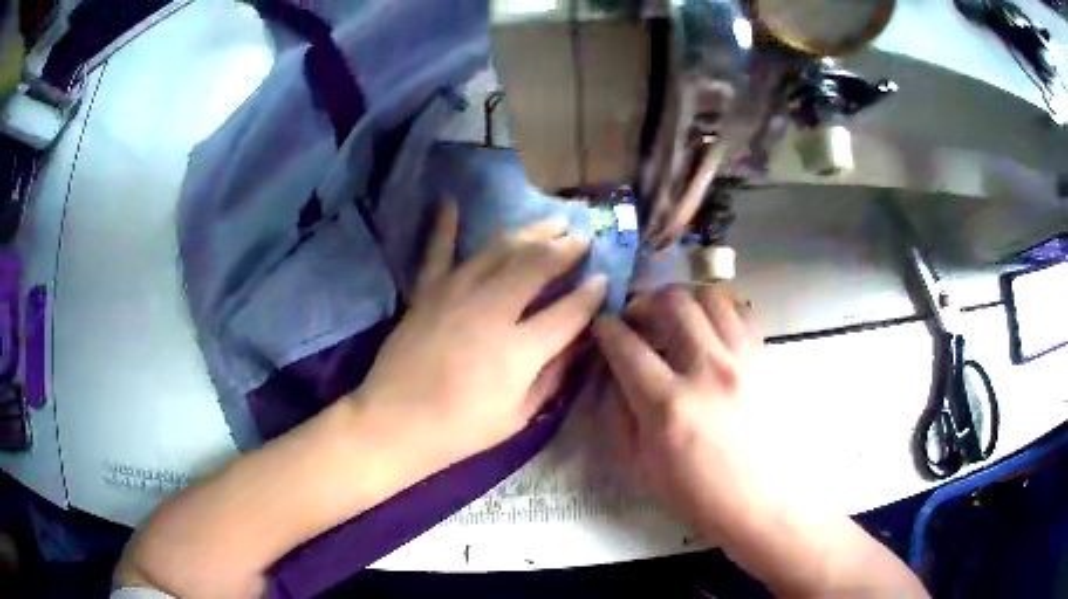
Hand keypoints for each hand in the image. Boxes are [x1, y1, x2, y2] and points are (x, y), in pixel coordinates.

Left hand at [357, 202, 607, 471]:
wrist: (394, 423)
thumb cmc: (461, 429)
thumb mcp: (519, 415)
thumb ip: (553, 375)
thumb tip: (580, 342)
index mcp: (519, 349)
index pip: (568, 311)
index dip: (591, 293)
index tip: (604, 279)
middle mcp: (491, 310)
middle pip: (536, 266)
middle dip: (566, 248)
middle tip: (583, 237)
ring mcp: (455, 294)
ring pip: (499, 250)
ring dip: (529, 232)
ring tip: (551, 220)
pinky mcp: (426, 292)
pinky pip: (437, 251)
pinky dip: (444, 226)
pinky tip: (451, 201)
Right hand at [594, 286, 766, 535]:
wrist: (758, 502)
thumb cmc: (695, 493)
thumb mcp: (639, 465)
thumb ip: (617, 414)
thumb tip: (611, 373)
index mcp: (667, 404)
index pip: (626, 345)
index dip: (606, 329)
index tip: (603, 327)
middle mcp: (706, 370)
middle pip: (672, 303)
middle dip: (645, 301)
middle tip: (639, 318)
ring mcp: (741, 360)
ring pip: (710, 296)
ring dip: (684, 299)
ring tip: (675, 318)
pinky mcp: (763, 360)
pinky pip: (741, 313)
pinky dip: (719, 310)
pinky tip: (710, 329)